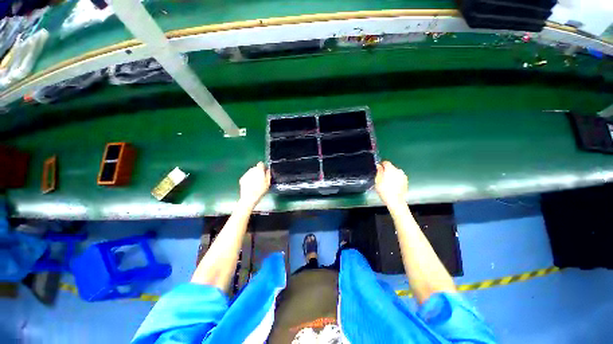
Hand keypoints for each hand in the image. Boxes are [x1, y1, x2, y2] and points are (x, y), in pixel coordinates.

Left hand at [239, 162, 270, 207]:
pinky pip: (247, 176)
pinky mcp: (242, 179)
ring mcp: (246, 174)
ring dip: (253, 175)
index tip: (264, 171)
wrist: (249, 197)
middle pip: (255, 168)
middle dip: (258, 171)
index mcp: (259, 170)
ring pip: (251, 172)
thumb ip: (268, 174)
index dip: (263, 167)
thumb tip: (267, 170)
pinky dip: (249, 179)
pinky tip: (251, 185)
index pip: (261, 164)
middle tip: (261, 178)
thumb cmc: (260, 190)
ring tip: (256, 183)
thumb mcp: (268, 182)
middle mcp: (251, 170)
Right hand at [375, 161, 407, 208]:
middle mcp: (398, 170)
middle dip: (387, 171)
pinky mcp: (406, 181)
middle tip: (382, 177)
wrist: (395, 200)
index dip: (381, 165)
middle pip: (391, 168)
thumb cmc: (384, 190)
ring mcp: (403, 176)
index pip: (386, 162)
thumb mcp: (378, 180)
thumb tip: (379, 166)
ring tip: (387, 182)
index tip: (378, 169)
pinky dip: (396, 179)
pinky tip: (392, 186)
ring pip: (395, 173)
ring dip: (392, 175)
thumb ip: (379, 171)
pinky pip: (399, 177)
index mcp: (390, 169)